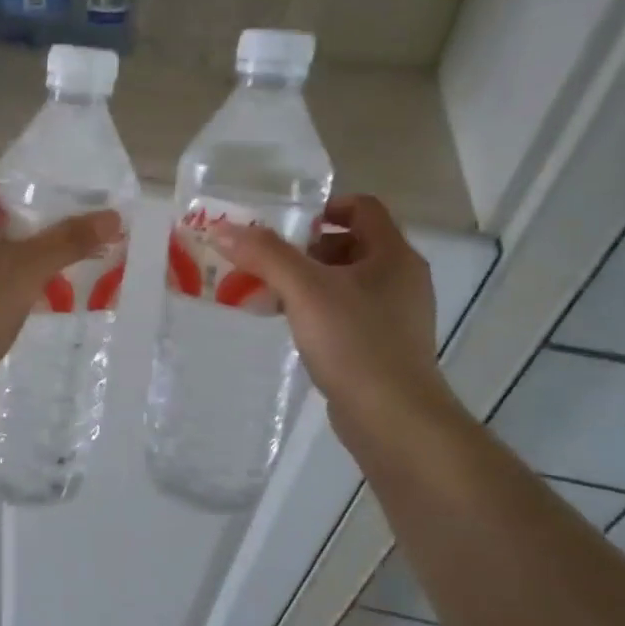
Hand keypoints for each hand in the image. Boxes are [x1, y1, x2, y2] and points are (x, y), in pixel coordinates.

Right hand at [208, 195, 449, 436]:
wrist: (392, 418)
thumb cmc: (354, 343)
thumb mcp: (304, 291)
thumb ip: (265, 255)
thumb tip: (223, 228)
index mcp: (393, 255)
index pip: (362, 208)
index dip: (324, 207)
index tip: (285, 224)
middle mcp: (401, 279)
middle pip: (351, 244)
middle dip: (307, 248)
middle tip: (268, 261)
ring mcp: (396, 315)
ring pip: (347, 281)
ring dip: (309, 281)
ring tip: (271, 294)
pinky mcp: (384, 346)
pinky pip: (347, 313)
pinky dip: (319, 310)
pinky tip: (292, 327)